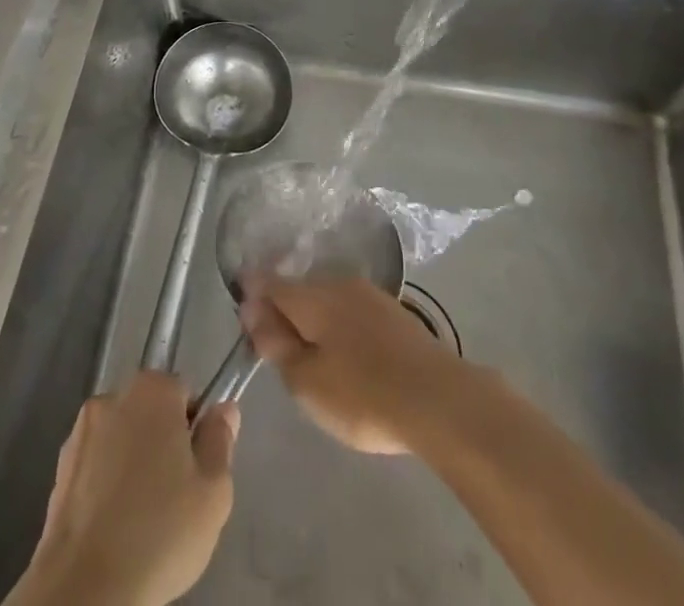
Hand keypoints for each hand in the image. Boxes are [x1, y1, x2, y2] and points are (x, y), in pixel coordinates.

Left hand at [12, 371, 239, 605]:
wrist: (85, 589)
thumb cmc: (160, 532)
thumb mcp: (213, 491)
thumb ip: (221, 440)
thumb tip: (223, 410)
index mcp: (152, 390)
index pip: (184, 393)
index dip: (195, 430)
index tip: (196, 469)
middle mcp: (113, 397)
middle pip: (150, 412)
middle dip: (163, 444)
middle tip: (174, 496)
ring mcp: (80, 433)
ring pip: (121, 439)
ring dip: (132, 463)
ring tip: (142, 517)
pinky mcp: (58, 470)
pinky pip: (95, 466)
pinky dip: (106, 485)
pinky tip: (114, 526)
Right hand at [241, 275, 460, 454]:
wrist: (440, 400)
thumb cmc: (364, 395)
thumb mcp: (307, 381)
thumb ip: (276, 344)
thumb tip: (252, 310)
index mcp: (313, 296)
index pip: (270, 282)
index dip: (251, 294)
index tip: (243, 317)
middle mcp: (339, 283)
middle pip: (300, 289)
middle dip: (283, 310)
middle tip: (277, 349)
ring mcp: (370, 295)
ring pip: (327, 299)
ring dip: (312, 319)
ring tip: (311, 356)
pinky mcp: (393, 313)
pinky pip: (351, 311)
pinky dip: (338, 326)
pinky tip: (345, 354)